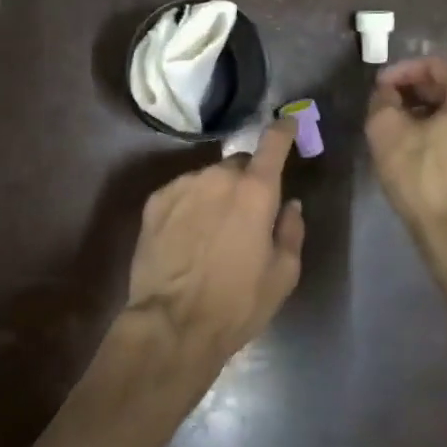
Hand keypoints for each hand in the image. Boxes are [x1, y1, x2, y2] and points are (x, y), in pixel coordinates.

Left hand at [124, 121, 305, 360]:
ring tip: (212, 232)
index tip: (287, 122)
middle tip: (246, 214)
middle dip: (246, 181)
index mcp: (255, 191)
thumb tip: (289, 204)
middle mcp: (218, 177)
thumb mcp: (282, 275)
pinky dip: (190, 205)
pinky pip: (182, 192)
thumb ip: (291, 231)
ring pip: (208, 178)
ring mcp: (182, 185)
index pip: (273, 143)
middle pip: (238, 164)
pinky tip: (186, 236)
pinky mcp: (155, 201)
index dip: (283, 130)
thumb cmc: (237, 304)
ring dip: (216, 194)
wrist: (172, 324)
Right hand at [366, 57, 446, 239]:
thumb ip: (383, 101)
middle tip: (391, 109)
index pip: (436, 67)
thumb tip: (388, 94)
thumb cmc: (425, 179)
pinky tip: (434, 155)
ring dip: (439, 118)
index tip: (379, 87)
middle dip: (421, 96)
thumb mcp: (386, 132)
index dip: (402, 73)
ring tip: (410, 133)